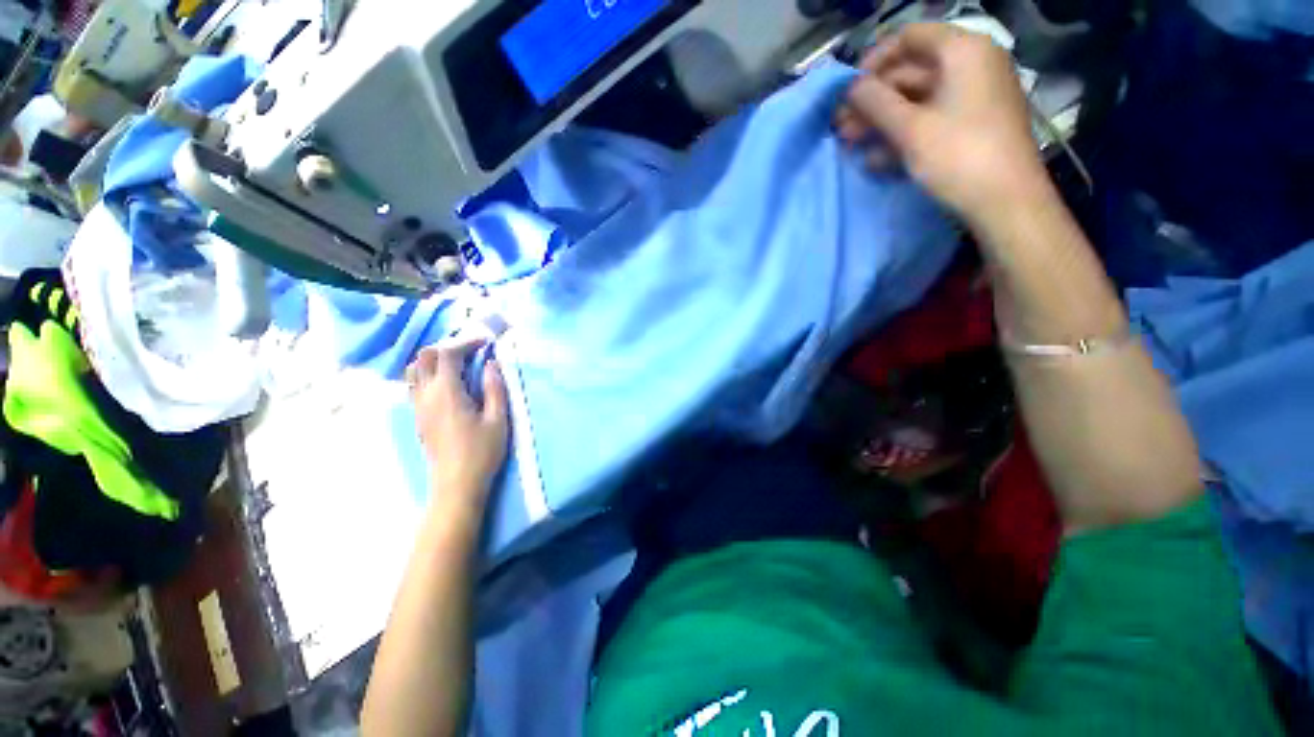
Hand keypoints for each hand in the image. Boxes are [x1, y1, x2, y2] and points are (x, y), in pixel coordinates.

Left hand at [406, 336, 509, 504]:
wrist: (456, 483)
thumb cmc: (482, 451)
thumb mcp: (498, 419)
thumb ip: (495, 388)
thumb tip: (491, 364)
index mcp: (447, 393)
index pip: (447, 354)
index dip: (466, 342)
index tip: (485, 341)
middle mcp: (426, 395)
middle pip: (425, 357)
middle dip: (448, 346)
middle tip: (472, 350)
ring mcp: (418, 406)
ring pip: (415, 369)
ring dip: (435, 359)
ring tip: (459, 362)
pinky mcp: (418, 416)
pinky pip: (415, 384)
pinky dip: (429, 372)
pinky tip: (448, 382)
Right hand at [835, 23, 1050, 227]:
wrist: (1006, 201)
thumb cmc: (958, 156)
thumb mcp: (910, 129)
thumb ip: (875, 103)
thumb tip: (850, 87)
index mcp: (962, 50)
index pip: (909, 37)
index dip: (873, 61)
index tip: (848, 91)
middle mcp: (971, 64)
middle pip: (910, 72)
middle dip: (872, 101)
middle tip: (841, 127)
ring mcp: (972, 96)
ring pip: (916, 100)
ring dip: (881, 122)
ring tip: (851, 145)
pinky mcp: (970, 124)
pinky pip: (930, 119)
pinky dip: (902, 135)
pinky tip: (876, 158)